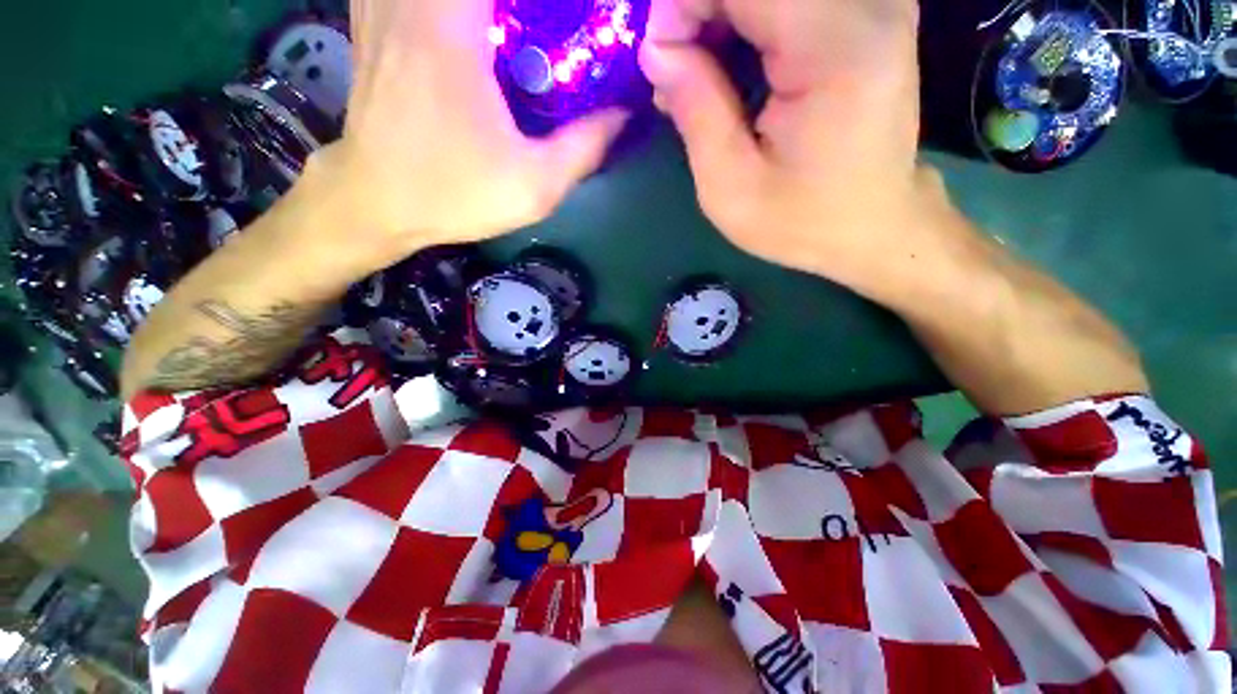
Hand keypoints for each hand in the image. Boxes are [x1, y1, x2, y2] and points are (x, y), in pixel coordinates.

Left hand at [312, 0, 628, 262]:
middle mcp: (412, 0)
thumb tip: (623, 115)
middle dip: (529, 8)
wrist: (378, 202)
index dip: (551, 2)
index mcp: (452, 28)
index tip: (575, 19)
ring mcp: (384, 3)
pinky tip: (472, 27)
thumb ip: (583, 148)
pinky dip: (448, 5)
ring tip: (518, 30)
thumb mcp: (533, 186)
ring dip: (492, 8)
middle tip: (550, 26)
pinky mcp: (374, 17)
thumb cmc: (455, 194)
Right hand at [641, 0, 953, 292]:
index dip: (683, 4)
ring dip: (718, 17)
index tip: (660, 59)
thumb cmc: (802, 221)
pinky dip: (744, 21)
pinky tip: (727, 64)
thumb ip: (695, 110)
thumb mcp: (732, 187)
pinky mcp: (866, 13)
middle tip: (675, 71)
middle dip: (698, 9)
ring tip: (697, 75)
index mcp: (836, 49)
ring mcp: (873, 3)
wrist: (874, 226)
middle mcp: (867, 6)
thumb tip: (656, 49)